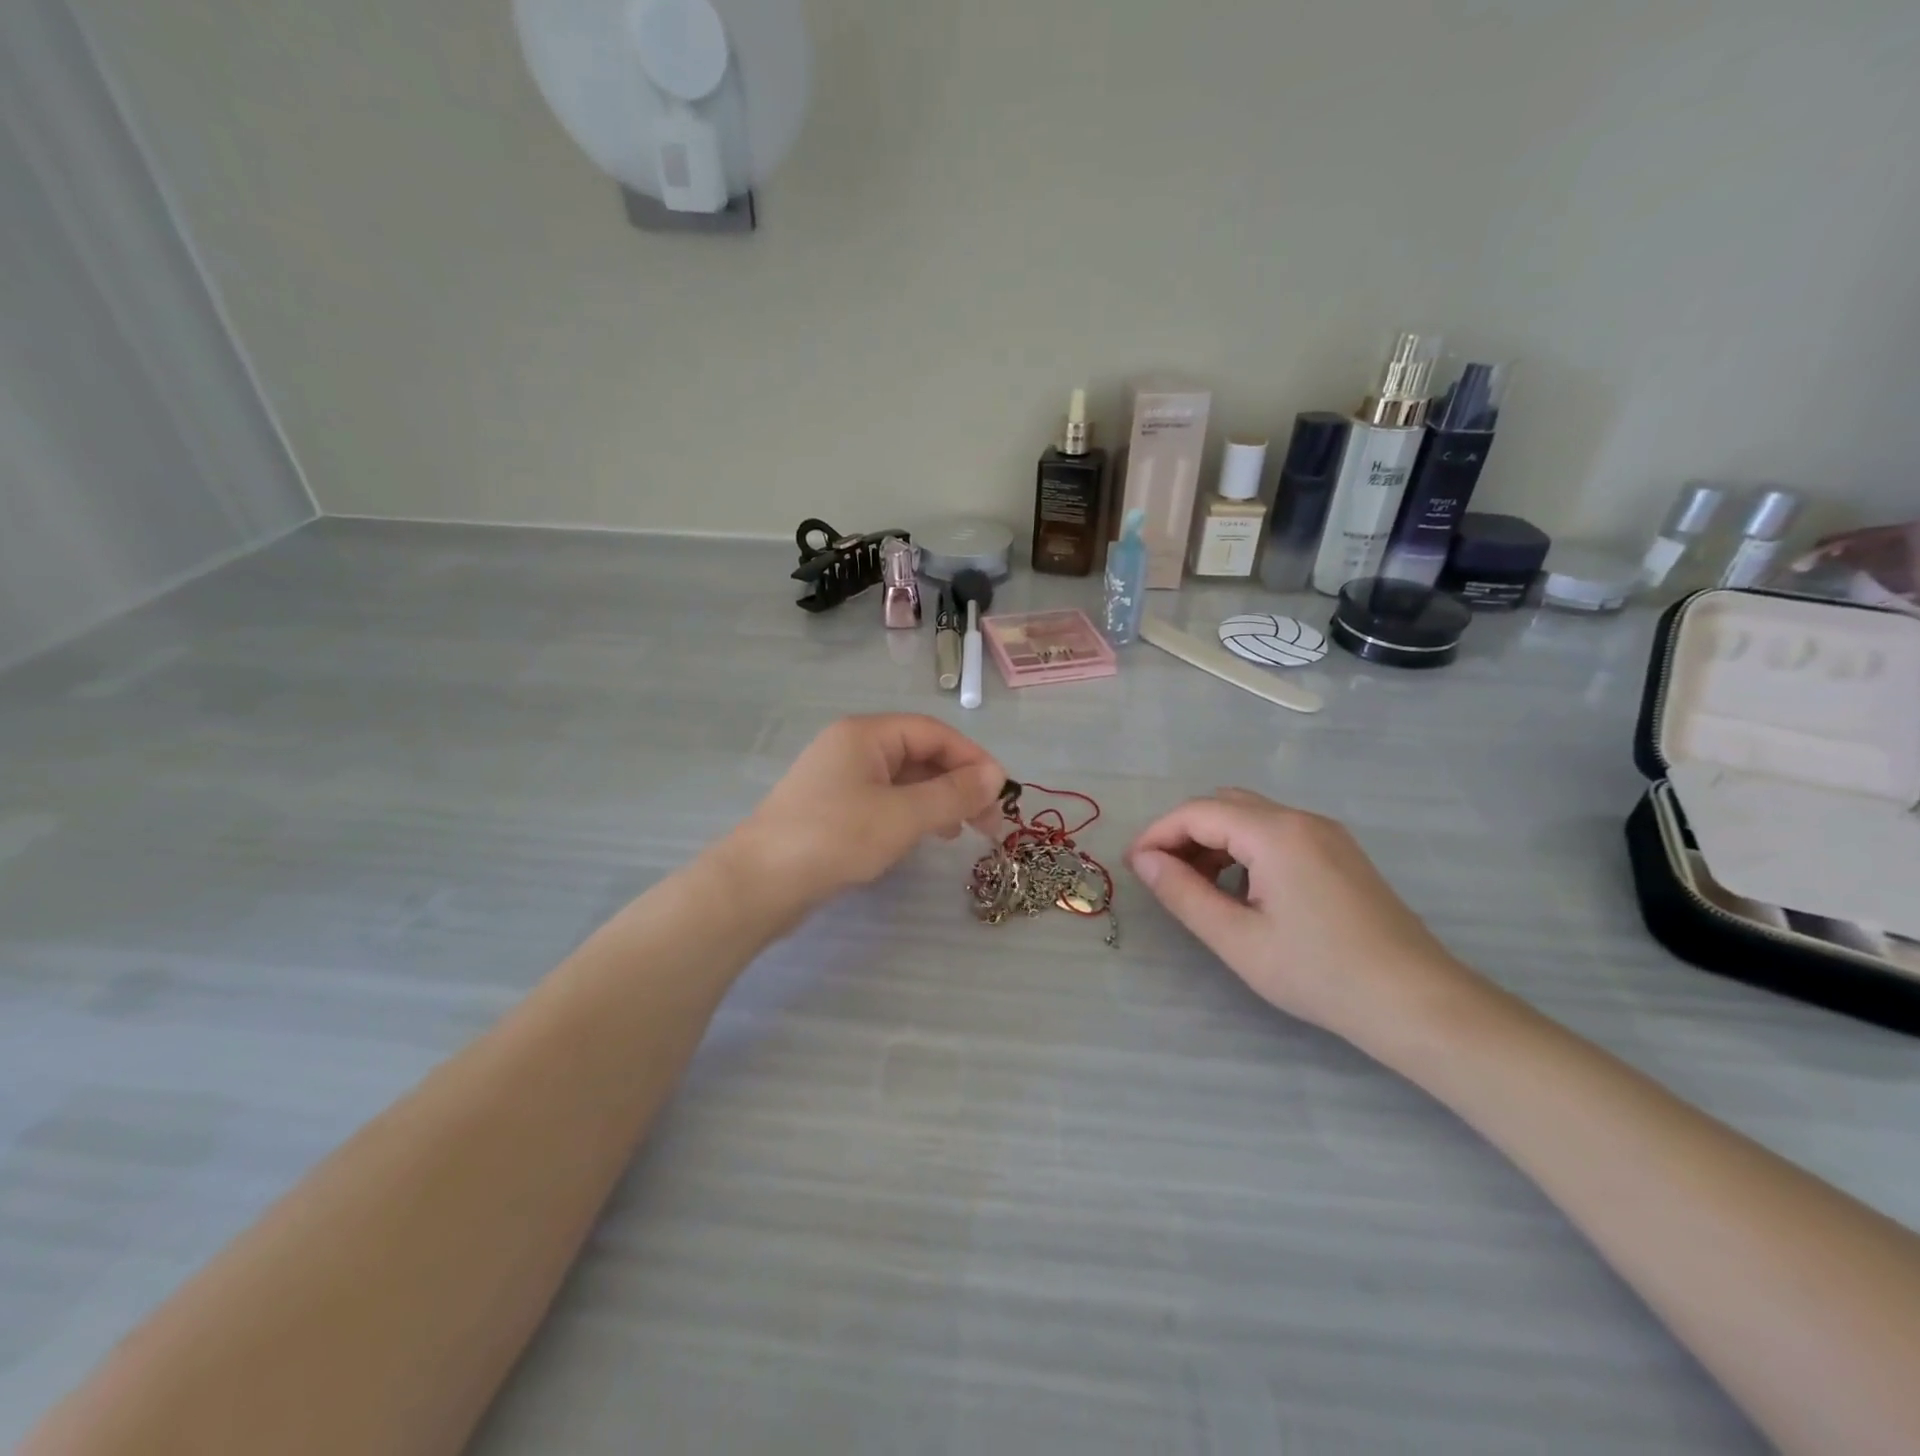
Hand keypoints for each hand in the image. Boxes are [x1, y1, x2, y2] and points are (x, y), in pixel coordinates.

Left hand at [726, 714, 1005, 916]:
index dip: (972, 758)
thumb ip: (953, 794)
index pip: (934, 732)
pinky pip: (885, 801)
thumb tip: (996, 775)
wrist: (759, 884)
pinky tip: (926, 836)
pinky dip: (913, 814)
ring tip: (963, 831)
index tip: (1001, 792)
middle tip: (988, 822)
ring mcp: (839, 779)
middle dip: (958, 783)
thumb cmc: (835, 838)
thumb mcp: (903, 815)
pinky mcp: (833, 809)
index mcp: (866, 734)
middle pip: (920, 754)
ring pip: (904, 780)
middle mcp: (852, 747)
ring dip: (939, 800)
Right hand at [1127, 789, 1480, 1047]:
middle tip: (1163, 876)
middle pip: (1224, 805)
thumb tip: (1144, 861)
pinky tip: (1241, 890)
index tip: (1134, 866)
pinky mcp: (1339, 852)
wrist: (1417, 1002)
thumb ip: (1184, 894)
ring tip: (1197, 887)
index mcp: (1275, 833)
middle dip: (1184, 833)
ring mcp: (1326, 833)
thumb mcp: (1238, 939)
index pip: (1197, 812)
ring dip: (1214, 840)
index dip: (1158, 834)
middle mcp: (1301, 819)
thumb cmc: (1320, 973)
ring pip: (1251, 817)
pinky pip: (1277, 833)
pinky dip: (1245, 849)